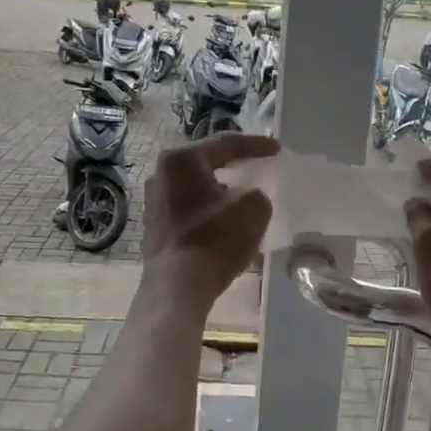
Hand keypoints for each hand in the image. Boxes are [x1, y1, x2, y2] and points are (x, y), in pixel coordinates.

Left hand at [141, 133, 277, 307]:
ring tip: (241, 196)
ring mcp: (154, 203)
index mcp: (181, 160)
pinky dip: (208, 213)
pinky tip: (223, 223)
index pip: (225, 144)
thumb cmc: (215, 238)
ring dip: (219, 191)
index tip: (277, 149)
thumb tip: (245, 199)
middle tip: (255, 164)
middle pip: (205, 164)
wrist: (178, 285)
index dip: (255, 145)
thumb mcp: (253, 208)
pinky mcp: (154, 229)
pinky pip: (188, 211)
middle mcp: (161, 175)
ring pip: (195, 189)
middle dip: (232, 165)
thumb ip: (256, 193)